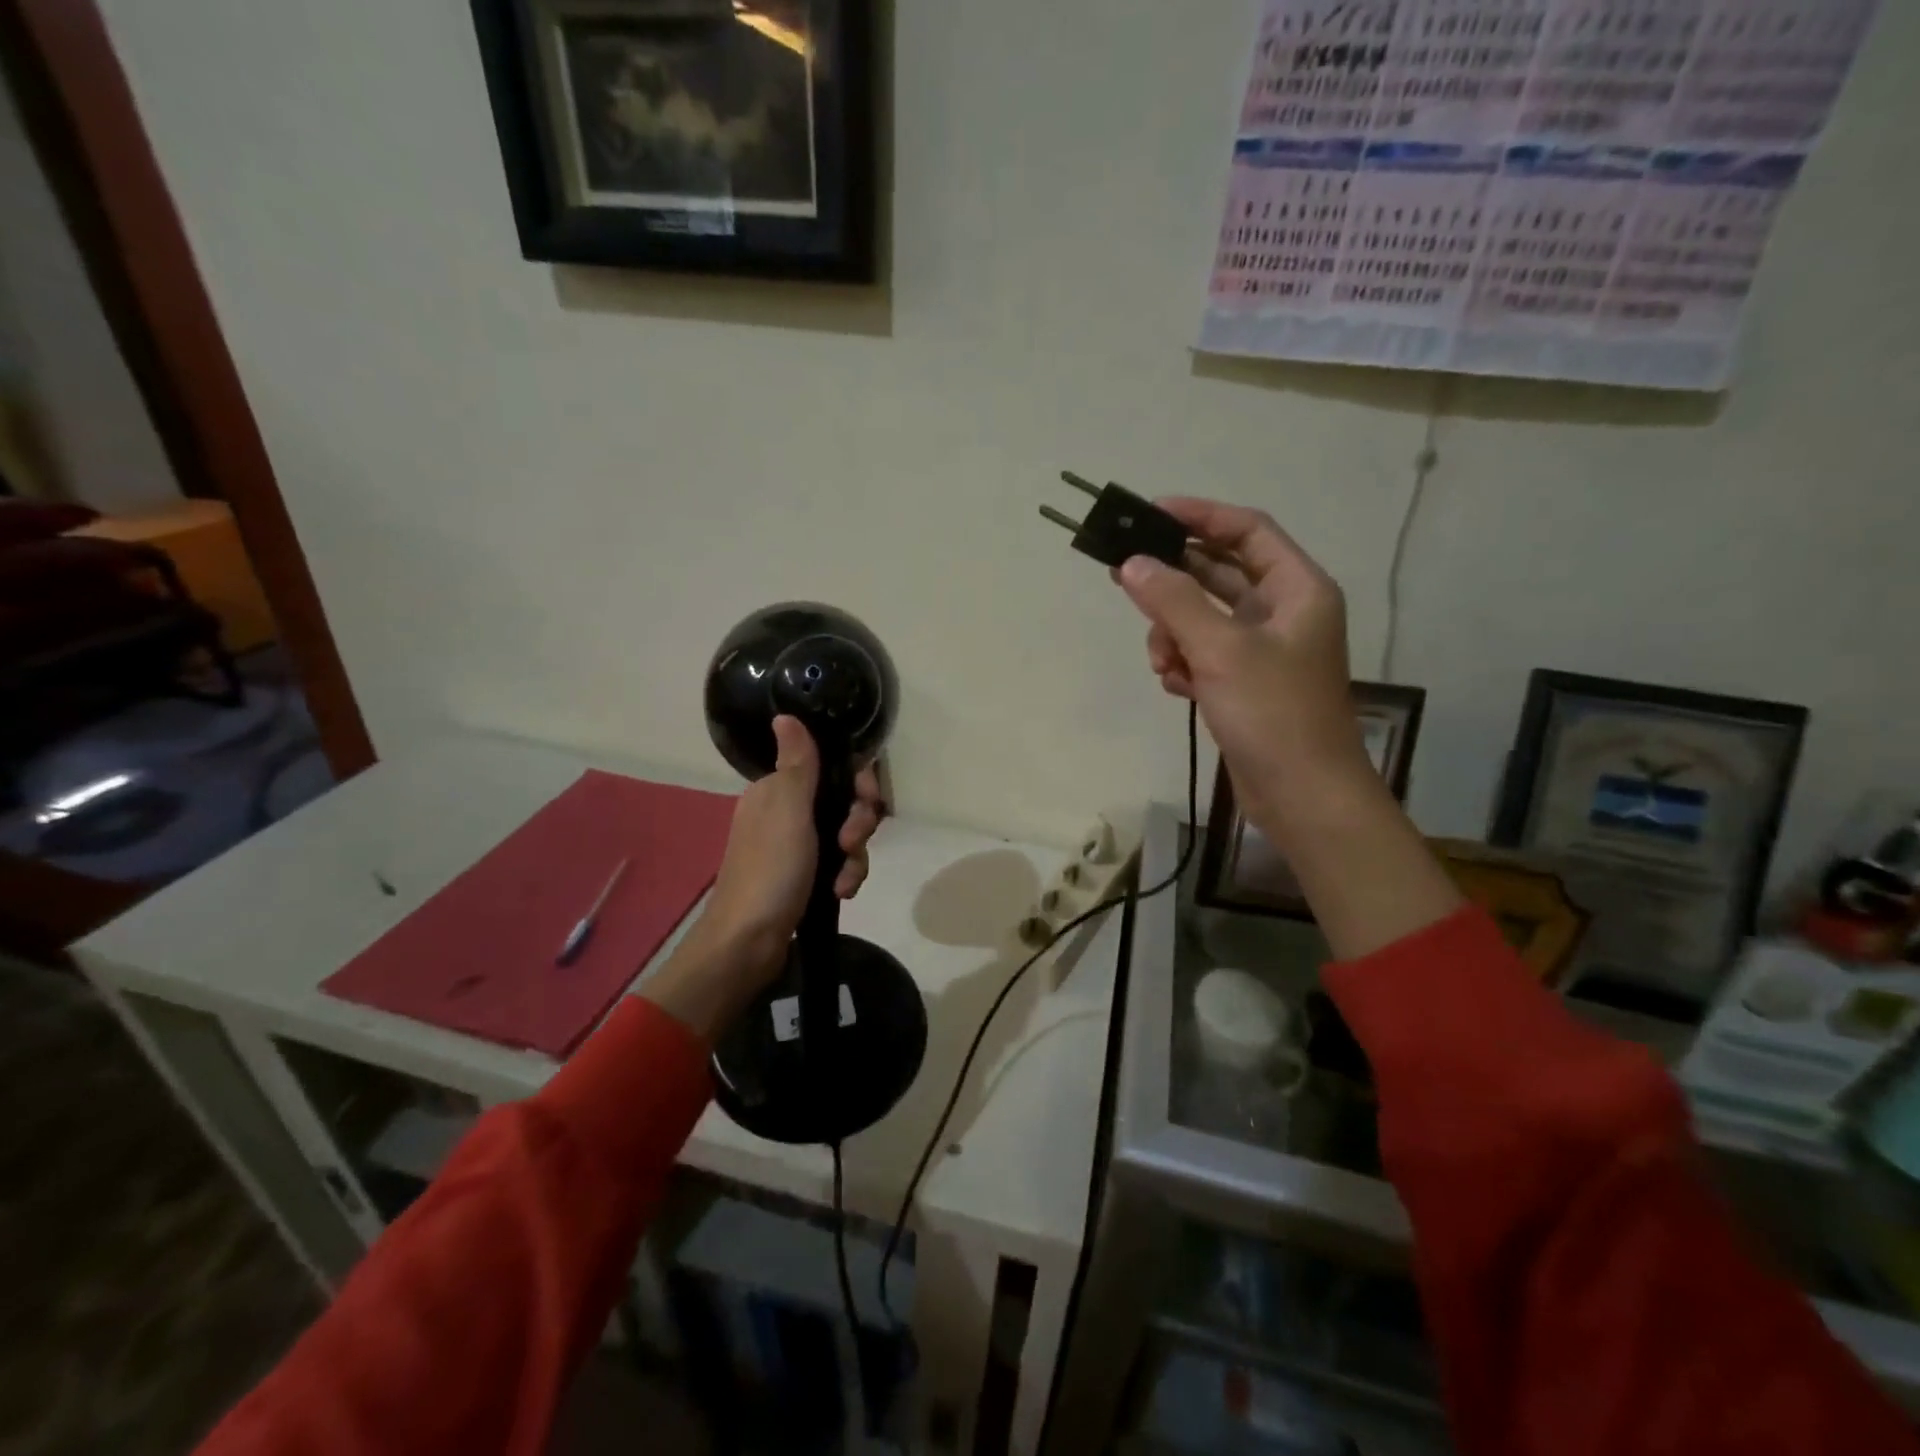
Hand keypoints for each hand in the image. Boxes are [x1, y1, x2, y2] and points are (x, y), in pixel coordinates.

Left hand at [696, 716, 885, 982]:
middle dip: (857, 825)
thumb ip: (797, 764)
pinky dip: (845, 876)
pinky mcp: (804, 878)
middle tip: (851, 844)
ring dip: (854, 857)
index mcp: (777, 791)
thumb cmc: (770, 872)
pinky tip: (842, 893)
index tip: (867, 800)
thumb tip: (784, 714)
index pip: (831, 769)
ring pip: (846, 836)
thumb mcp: (788, 812)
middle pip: (844, 803)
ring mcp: (795, 848)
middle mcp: (786, 814)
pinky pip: (839, 865)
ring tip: (844, 881)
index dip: (857, 783)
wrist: (747, 944)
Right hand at [1117, 498, 1369, 834]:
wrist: (1302, 796)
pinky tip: (1176, 687)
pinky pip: (1203, 655)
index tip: (1149, 513)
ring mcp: (1263, 650)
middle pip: (1218, 574)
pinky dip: (1184, 664)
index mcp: (1297, 589)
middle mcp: (1283, 611)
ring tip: (1163, 663)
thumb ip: (1174, 601)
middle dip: (1173, 582)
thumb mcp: (1221, 650)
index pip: (1246, 530)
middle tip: (1125, 576)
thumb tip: (1132, 563)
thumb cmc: (1273, 713)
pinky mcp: (1244, 684)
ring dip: (1173, 634)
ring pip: (1202, 618)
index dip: (1199, 515)